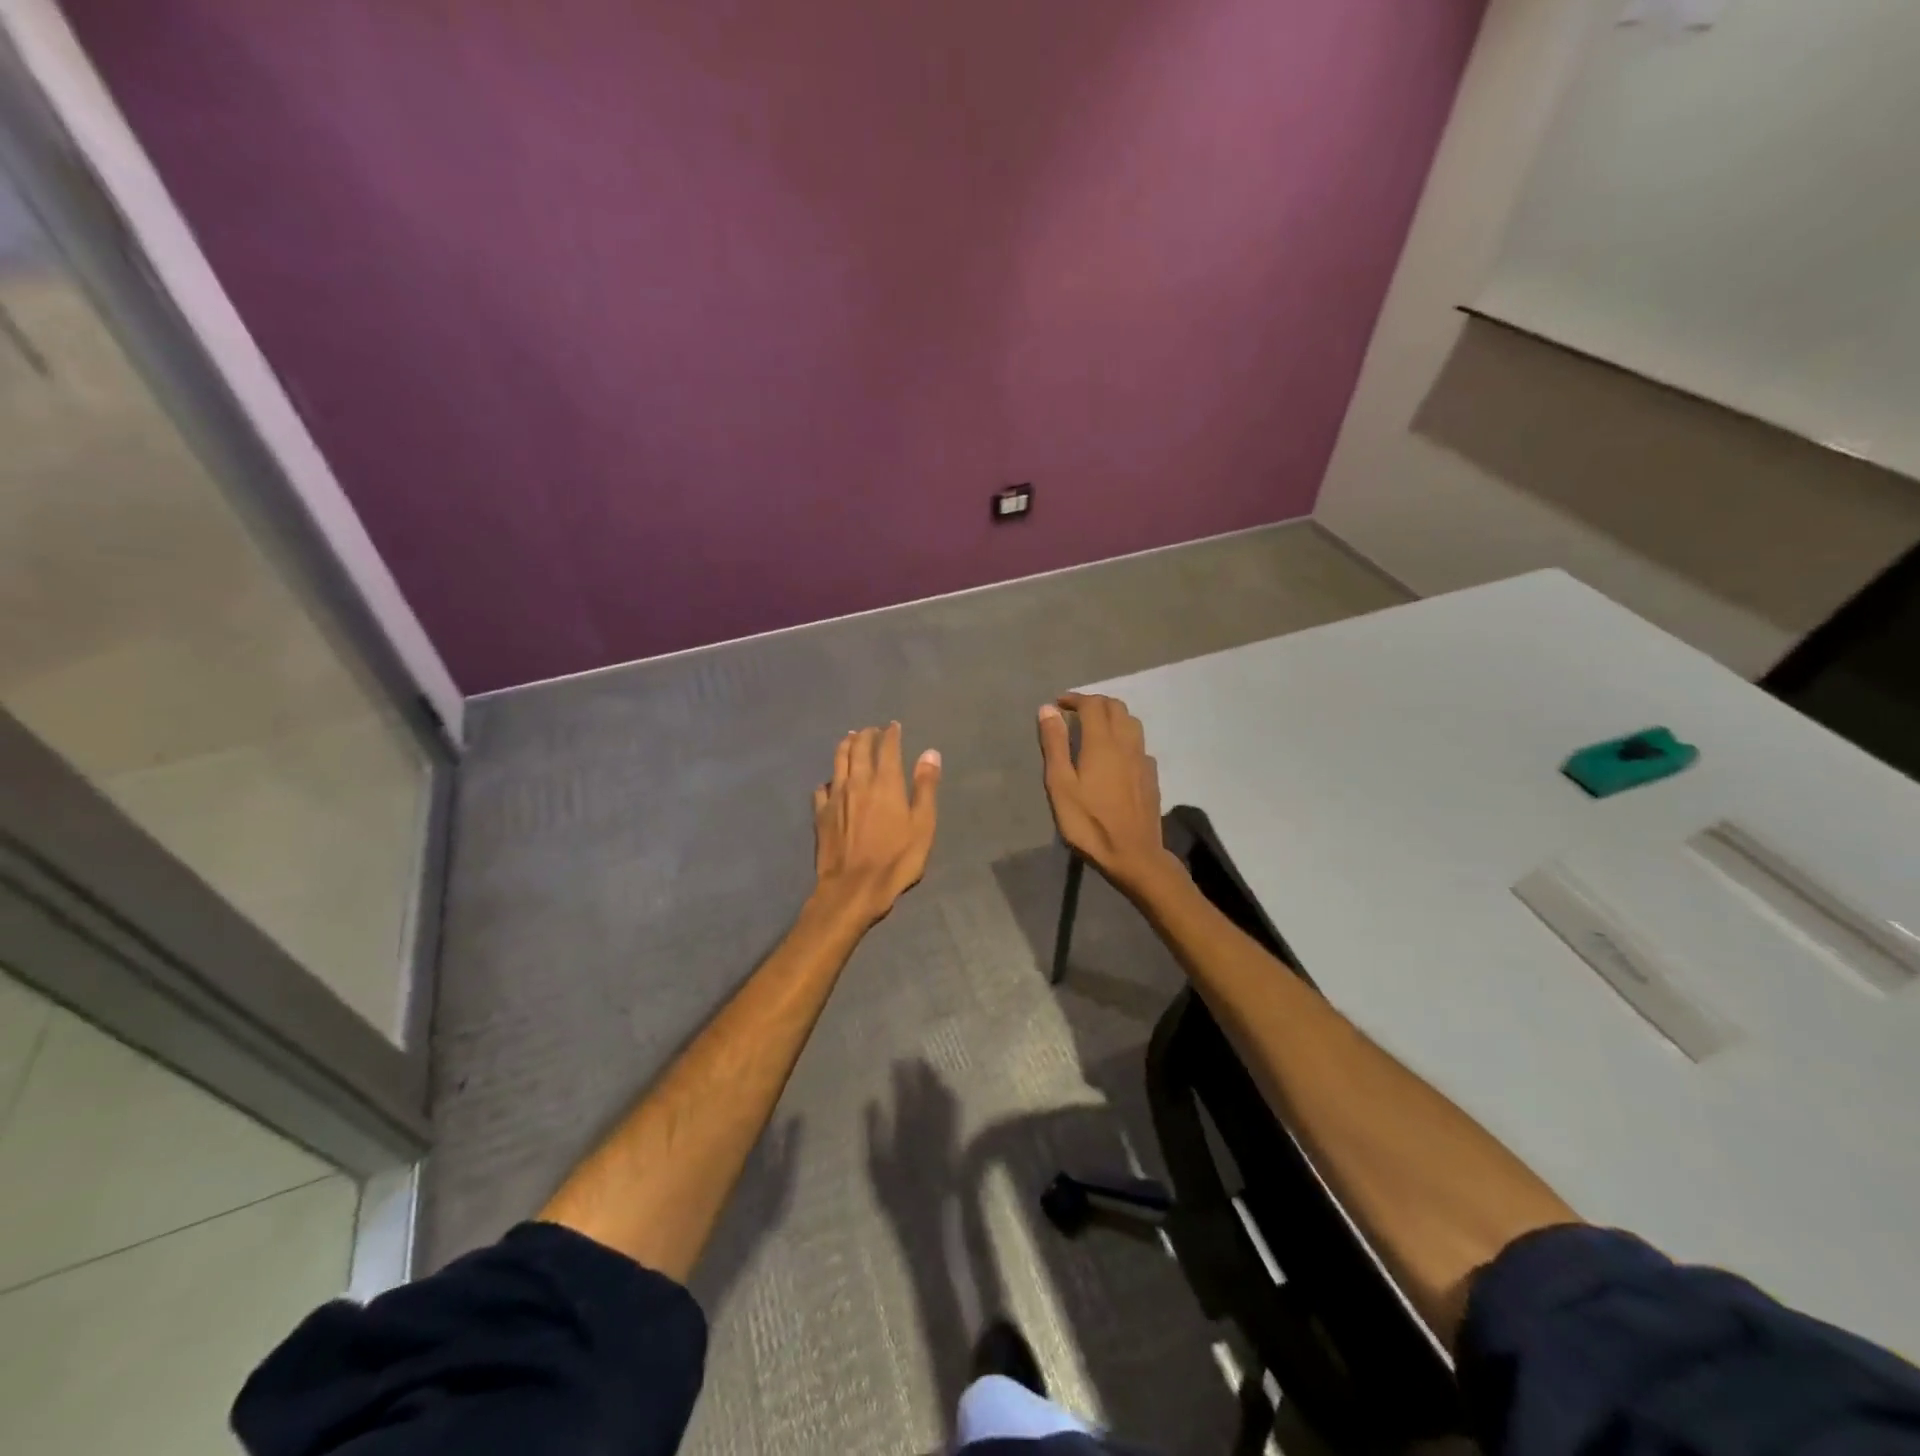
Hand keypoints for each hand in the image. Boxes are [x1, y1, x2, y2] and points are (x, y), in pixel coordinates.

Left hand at [812, 722, 940, 924]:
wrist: (854, 888)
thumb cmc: (896, 859)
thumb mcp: (923, 825)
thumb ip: (926, 787)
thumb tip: (930, 753)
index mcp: (886, 783)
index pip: (887, 748)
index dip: (891, 734)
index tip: (893, 726)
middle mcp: (858, 782)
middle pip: (858, 749)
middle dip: (866, 735)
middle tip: (871, 730)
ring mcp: (836, 797)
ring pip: (838, 762)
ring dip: (845, 746)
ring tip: (849, 739)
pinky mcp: (820, 815)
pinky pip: (822, 788)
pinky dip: (829, 779)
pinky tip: (831, 782)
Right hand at [1037, 694, 1179, 898]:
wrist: (1133, 854)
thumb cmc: (1089, 822)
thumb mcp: (1061, 785)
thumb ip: (1055, 745)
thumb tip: (1048, 710)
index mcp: (1102, 742)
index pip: (1092, 704)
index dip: (1075, 699)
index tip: (1058, 705)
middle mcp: (1127, 743)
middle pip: (1116, 707)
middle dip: (1094, 703)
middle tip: (1074, 714)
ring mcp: (1143, 759)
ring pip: (1131, 722)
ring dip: (1112, 716)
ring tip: (1094, 729)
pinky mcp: (1151, 775)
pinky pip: (1139, 744)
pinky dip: (1124, 737)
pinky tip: (1115, 755)